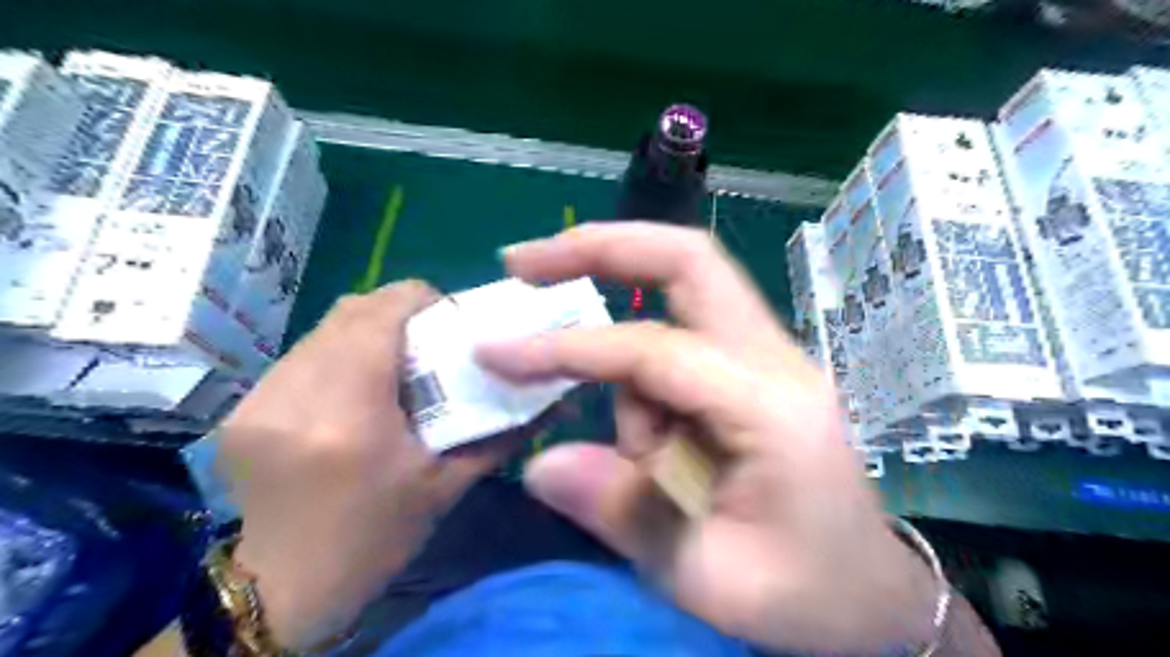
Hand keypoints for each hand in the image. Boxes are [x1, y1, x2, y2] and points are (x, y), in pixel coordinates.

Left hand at [214, 279, 515, 646]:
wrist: (285, 587)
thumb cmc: (377, 537)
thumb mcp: (449, 486)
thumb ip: (502, 434)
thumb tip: (551, 398)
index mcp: (349, 416)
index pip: (379, 315)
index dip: (420, 300)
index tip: (449, 319)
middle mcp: (295, 395)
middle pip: (350, 311)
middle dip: (397, 312)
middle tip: (429, 340)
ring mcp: (258, 399)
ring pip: (323, 329)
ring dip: (366, 332)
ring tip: (393, 363)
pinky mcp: (242, 408)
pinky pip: (302, 355)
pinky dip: (338, 354)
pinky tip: (355, 388)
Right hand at [475, 224, 938, 655]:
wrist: (869, 595)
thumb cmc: (801, 593)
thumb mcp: (707, 576)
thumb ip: (624, 513)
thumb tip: (538, 464)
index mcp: (771, 407)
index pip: (653, 350)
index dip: (568, 348)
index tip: (495, 353)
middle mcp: (774, 358)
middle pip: (687, 260)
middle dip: (600, 247)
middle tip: (524, 263)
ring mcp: (767, 356)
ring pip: (675, 307)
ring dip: (625, 370)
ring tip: (649, 469)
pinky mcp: (751, 370)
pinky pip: (679, 347)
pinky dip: (642, 383)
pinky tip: (664, 455)